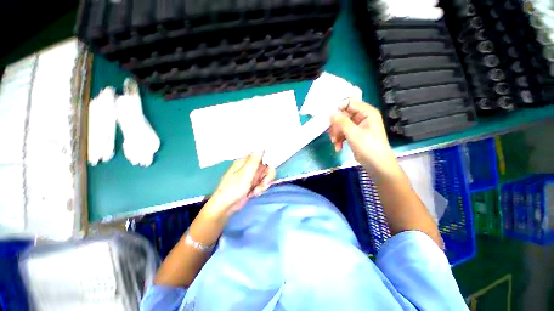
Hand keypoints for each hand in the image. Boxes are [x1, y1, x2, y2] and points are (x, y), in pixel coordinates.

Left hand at [201, 153, 275, 222]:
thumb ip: (254, 161)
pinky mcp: (253, 183)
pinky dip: (260, 189)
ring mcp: (252, 175)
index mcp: (246, 161)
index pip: (262, 155)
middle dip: (267, 177)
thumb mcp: (245, 174)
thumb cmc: (233, 189)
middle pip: (267, 166)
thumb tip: (261, 146)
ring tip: (255, 192)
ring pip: (266, 176)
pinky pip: (263, 183)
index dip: (269, 161)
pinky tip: (253, 194)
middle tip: (263, 184)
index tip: (269, 169)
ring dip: (263, 185)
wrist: (225, 207)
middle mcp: (250, 166)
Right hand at [328, 99, 399, 178]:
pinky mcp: (355, 135)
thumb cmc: (368, 147)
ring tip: (334, 143)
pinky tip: (338, 147)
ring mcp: (358, 126)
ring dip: (336, 134)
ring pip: (342, 125)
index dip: (338, 108)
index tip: (329, 117)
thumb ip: (341, 121)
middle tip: (331, 134)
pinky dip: (339, 139)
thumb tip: (331, 114)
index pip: (349, 103)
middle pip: (344, 115)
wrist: (376, 165)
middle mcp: (363, 117)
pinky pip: (343, 133)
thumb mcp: (353, 133)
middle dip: (336, 125)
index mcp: (367, 112)